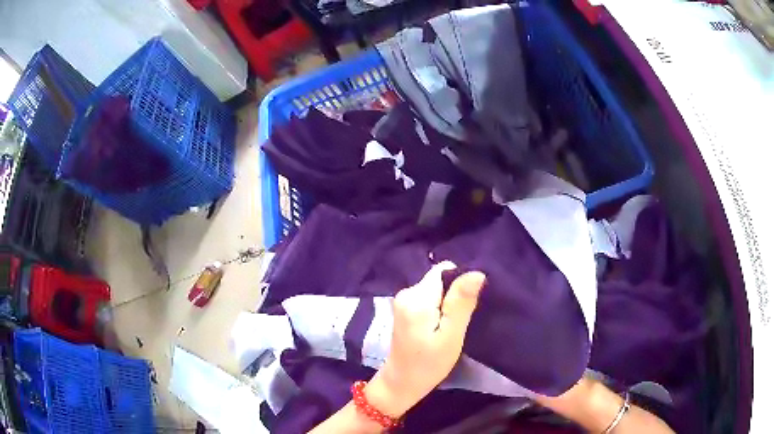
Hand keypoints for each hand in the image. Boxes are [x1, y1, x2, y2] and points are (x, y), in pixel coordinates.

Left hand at [366, 261, 485, 417]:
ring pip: (435, 289)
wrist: (401, 383)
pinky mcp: (404, 309)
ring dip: (446, 303)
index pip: (444, 270)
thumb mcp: (451, 335)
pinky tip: (440, 326)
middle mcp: (406, 293)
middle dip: (454, 294)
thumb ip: (461, 303)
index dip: (460, 282)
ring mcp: (402, 301)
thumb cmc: (429, 364)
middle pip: (439, 279)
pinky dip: (437, 308)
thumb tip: (476, 272)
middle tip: (459, 320)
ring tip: (451, 325)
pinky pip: (428, 298)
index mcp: (417, 298)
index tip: (467, 305)